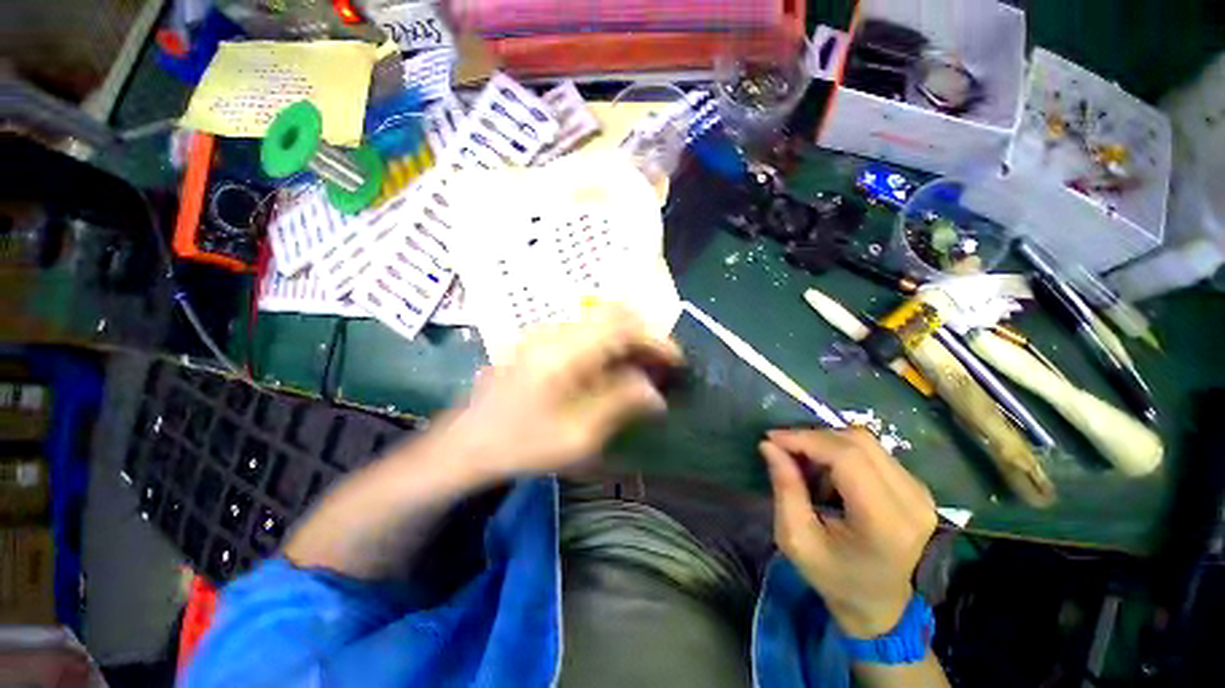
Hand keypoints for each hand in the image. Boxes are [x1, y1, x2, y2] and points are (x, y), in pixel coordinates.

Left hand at [440, 303, 681, 480]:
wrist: (467, 443)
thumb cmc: (521, 444)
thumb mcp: (578, 435)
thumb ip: (621, 404)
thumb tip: (655, 392)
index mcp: (564, 351)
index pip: (623, 325)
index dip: (656, 340)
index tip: (676, 361)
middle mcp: (555, 331)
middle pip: (613, 314)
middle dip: (643, 336)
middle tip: (658, 365)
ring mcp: (544, 331)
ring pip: (600, 320)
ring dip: (626, 339)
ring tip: (640, 369)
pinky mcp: (539, 339)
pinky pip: (585, 330)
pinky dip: (607, 343)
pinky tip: (610, 370)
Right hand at [759, 429, 936, 637]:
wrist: (880, 605)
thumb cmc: (834, 578)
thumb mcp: (797, 540)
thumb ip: (785, 488)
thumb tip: (769, 445)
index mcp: (885, 522)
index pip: (847, 457)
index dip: (806, 439)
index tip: (772, 439)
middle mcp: (912, 501)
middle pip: (858, 441)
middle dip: (813, 436)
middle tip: (783, 447)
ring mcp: (920, 492)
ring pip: (866, 441)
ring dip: (827, 442)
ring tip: (803, 458)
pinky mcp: (917, 487)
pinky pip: (873, 451)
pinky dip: (841, 450)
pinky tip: (827, 469)